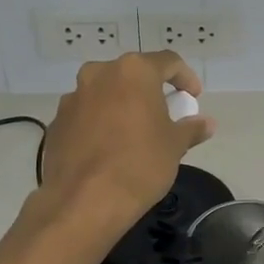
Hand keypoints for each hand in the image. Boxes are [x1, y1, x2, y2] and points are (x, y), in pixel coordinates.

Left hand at [41, 53, 216, 229]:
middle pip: (132, 74)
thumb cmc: (139, 164)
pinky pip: (86, 114)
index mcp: (133, 71)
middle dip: (150, 90)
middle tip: (164, 113)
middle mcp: (99, 74)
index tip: (193, 98)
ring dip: (122, 105)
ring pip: (105, 92)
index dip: (185, 77)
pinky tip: (109, 148)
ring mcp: (73, 97)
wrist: (84, 201)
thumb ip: (191, 129)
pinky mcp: (57, 122)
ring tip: (134, 132)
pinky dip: (100, 122)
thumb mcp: (174, 146)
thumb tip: (206, 123)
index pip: (168, 62)